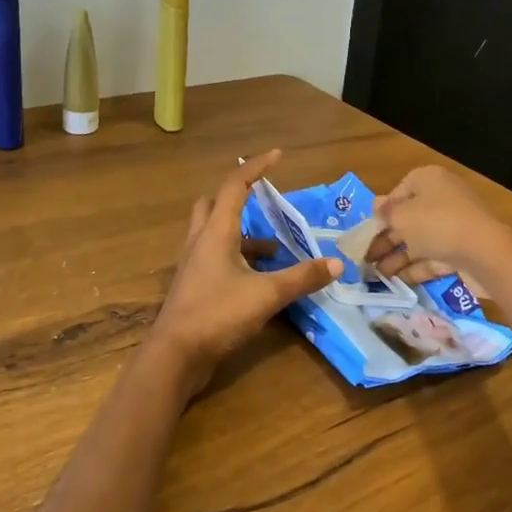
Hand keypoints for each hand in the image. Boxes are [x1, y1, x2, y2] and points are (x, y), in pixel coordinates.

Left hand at [150, 151, 341, 392]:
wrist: (175, 355)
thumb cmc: (218, 314)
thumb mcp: (266, 295)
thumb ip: (302, 278)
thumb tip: (337, 263)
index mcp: (215, 232)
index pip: (235, 187)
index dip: (255, 168)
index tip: (276, 156)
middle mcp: (200, 241)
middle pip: (213, 205)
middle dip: (238, 197)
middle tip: (263, 201)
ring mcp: (192, 265)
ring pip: (214, 234)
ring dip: (241, 234)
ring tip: (275, 250)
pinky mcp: (192, 286)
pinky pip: (214, 258)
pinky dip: (236, 258)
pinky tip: (257, 279)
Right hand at [368, 166, 511, 290]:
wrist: (485, 252)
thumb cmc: (436, 224)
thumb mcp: (402, 216)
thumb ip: (385, 212)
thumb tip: (376, 205)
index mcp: (429, 181)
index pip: (399, 191)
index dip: (382, 211)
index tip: (368, 230)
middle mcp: (442, 199)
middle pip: (408, 219)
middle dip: (386, 240)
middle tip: (366, 259)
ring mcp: (454, 226)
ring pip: (419, 241)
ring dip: (397, 257)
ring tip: (376, 276)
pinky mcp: (462, 250)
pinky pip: (433, 257)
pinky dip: (415, 268)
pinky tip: (396, 282)